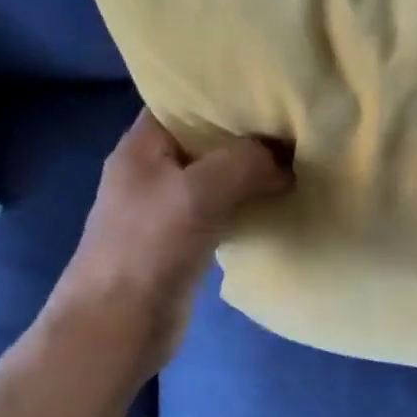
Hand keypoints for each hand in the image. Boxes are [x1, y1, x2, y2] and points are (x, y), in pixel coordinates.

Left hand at [41, 112, 290, 380]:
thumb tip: (285, 159)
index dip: (224, 93)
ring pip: (219, 176)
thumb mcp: (199, 192)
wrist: (118, 327)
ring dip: (252, 172)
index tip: (271, 90)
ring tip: (298, 160)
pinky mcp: (185, 240)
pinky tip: (279, 203)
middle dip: (248, 134)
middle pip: (207, 140)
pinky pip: (224, 209)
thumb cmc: (148, 249)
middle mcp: (154, 170)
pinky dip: (249, 204)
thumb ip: (245, 162)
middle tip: (297, 125)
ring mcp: (169, 207)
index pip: (183, 101)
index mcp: (143, 146)